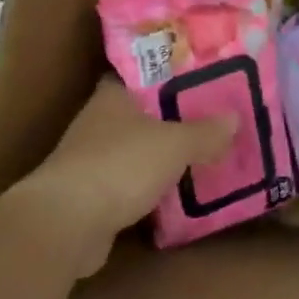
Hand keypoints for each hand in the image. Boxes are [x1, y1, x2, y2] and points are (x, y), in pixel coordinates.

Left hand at [4, 79, 236, 277]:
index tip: (201, 75)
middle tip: (213, 115)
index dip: (171, 72)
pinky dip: (151, 186)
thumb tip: (234, 118)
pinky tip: (178, 191)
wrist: (65, 225)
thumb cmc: (120, 165)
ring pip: (137, 149)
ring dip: (162, 154)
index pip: (143, 72)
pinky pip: (131, 183)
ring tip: (204, 151)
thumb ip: (205, 132)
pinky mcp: (91, 197)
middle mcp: (100, 122)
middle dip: (174, 115)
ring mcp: (92, 160)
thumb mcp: (175, 144)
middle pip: (143, 112)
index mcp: (114, 96)